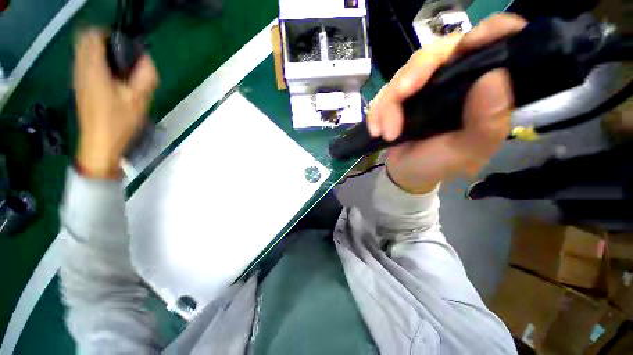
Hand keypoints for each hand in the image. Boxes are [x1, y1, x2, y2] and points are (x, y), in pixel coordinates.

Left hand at [74, 30, 157, 178]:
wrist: (99, 144)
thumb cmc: (119, 123)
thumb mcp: (139, 100)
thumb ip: (145, 77)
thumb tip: (147, 60)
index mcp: (94, 69)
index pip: (93, 36)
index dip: (109, 35)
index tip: (125, 47)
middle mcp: (81, 69)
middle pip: (86, 41)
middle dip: (104, 42)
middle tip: (123, 58)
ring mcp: (78, 78)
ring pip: (84, 51)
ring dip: (101, 53)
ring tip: (120, 69)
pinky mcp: (79, 86)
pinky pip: (84, 64)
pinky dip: (96, 63)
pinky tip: (111, 79)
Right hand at [367, 14, 526, 193]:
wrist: (405, 172)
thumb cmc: (437, 164)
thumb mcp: (465, 151)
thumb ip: (486, 122)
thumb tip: (493, 76)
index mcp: (482, 90)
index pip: (496, 43)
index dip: (488, 32)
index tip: (469, 44)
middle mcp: (456, 80)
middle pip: (438, 52)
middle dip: (413, 74)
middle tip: (398, 96)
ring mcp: (426, 86)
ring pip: (405, 72)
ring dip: (388, 102)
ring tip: (384, 131)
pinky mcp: (402, 95)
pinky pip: (384, 91)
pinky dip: (377, 110)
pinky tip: (376, 129)